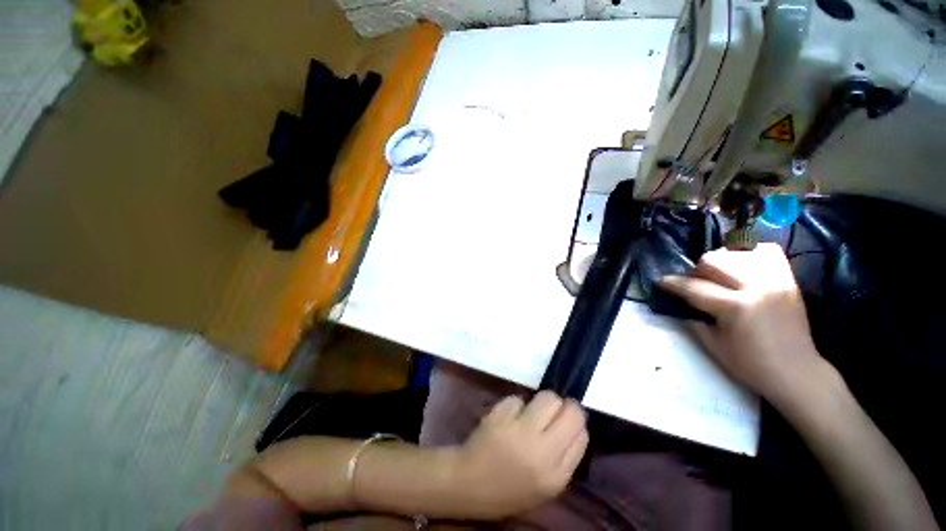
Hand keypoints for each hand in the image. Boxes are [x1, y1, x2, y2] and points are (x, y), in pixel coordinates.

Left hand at [447, 391, 587, 519]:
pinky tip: (509, 417)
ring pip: (546, 397)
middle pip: (569, 410)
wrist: (469, 484)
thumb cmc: (510, 489)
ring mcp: (518, 430)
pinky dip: (516, 405)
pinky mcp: (499, 415)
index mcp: (555, 475)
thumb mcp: (546, 486)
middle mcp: (541, 451)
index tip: (568, 419)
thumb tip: (577, 424)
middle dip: (565, 406)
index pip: (581, 434)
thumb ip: (566, 457)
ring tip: (532, 412)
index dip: (577, 421)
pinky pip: (518, 398)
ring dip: (542, 401)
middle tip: (553, 411)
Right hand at [659, 243, 825, 407]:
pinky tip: (743, 266)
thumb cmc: (750, 364)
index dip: (672, 284)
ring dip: (721, 262)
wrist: (796, 371)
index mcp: (736, 307)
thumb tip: (678, 301)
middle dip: (697, 271)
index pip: (694, 287)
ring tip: (721, 276)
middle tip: (697, 285)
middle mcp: (756, 287)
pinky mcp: (788, 279)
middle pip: (713, 260)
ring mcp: (776, 280)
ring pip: (736, 252)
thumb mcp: (712, 344)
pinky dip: (749, 254)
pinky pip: (766, 251)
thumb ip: (692, 317)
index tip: (661, 281)